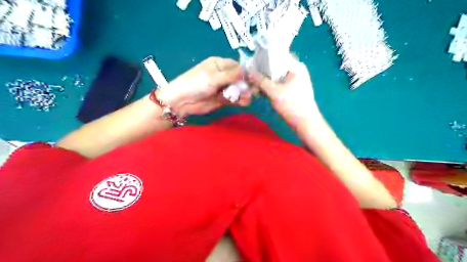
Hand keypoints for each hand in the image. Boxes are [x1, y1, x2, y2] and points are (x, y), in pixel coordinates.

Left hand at [156, 58, 251, 118]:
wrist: (182, 101)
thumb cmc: (196, 84)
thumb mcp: (214, 77)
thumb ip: (232, 75)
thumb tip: (248, 70)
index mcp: (219, 64)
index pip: (237, 66)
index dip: (246, 72)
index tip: (255, 79)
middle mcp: (223, 75)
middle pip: (239, 78)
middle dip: (246, 84)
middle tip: (253, 90)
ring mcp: (223, 88)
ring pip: (238, 89)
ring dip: (244, 93)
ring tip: (247, 98)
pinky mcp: (222, 99)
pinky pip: (234, 98)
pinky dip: (240, 100)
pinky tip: (244, 102)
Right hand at [248, 59, 320, 129]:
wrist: (306, 123)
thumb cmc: (292, 105)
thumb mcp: (274, 92)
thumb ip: (260, 80)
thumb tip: (248, 70)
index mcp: (296, 66)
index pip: (277, 54)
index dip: (263, 58)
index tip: (251, 64)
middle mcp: (296, 70)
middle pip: (276, 66)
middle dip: (262, 72)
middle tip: (250, 77)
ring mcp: (295, 80)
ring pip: (276, 76)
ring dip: (265, 81)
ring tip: (254, 86)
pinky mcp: (292, 89)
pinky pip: (279, 83)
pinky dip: (270, 86)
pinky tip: (261, 92)